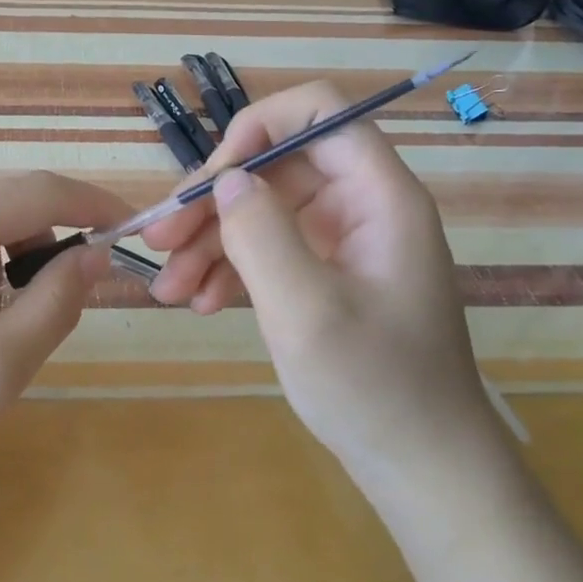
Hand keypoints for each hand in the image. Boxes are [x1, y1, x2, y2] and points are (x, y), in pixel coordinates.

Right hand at [141, 81, 494, 493]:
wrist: (421, 469)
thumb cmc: (374, 388)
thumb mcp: (306, 310)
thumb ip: (261, 234)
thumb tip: (227, 181)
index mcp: (378, 196)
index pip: (320, 112)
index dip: (260, 125)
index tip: (213, 176)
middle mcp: (361, 206)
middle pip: (276, 165)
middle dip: (214, 199)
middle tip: (161, 239)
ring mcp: (342, 241)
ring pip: (262, 209)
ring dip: (209, 241)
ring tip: (167, 288)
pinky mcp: (324, 274)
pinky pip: (267, 248)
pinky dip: (229, 269)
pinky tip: (199, 302)